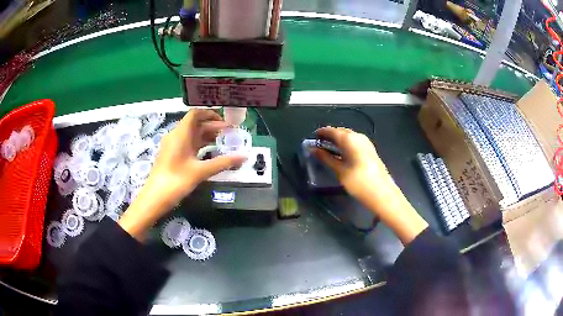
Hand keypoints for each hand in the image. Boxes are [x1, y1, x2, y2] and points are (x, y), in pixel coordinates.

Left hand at [119, 109, 245, 239]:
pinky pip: (187, 144)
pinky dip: (199, 144)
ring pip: (192, 135)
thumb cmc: (177, 181)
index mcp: (181, 133)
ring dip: (207, 136)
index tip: (225, 122)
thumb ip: (223, 162)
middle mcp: (176, 136)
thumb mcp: (201, 171)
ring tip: (223, 142)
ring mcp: (172, 146)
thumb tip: (244, 157)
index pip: (196, 114)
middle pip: (195, 124)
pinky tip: (210, 152)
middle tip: (229, 133)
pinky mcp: (172, 155)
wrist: (155, 197)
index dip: (210, 115)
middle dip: (212, 127)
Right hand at [313, 127, 392, 199]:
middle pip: (341, 132)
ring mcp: (366, 143)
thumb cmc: (358, 182)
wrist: (382, 193)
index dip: (321, 133)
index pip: (332, 131)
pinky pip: (354, 142)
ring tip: (327, 149)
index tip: (312, 137)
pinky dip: (345, 145)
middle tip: (319, 143)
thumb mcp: (339, 170)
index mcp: (350, 138)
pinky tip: (341, 154)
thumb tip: (313, 149)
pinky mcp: (370, 150)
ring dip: (338, 141)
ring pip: (349, 137)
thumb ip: (325, 158)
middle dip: (330, 136)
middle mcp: (358, 136)